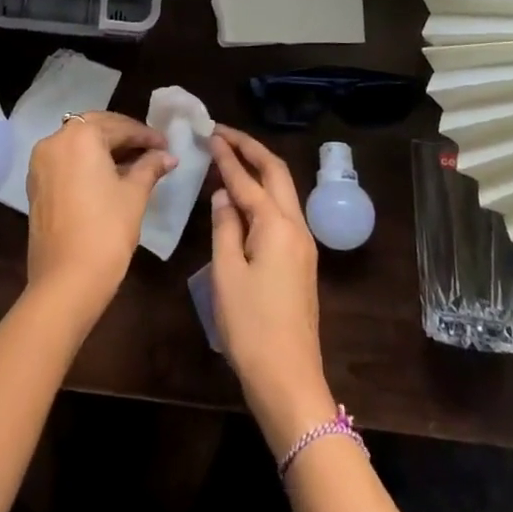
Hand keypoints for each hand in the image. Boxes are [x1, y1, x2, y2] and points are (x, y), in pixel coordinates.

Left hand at [25, 111, 174, 325]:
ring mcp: (40, 163)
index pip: (118, 126)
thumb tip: (167, 156)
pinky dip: (87, 162)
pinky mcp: (36, 184)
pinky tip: (109, 176)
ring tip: (134, 163)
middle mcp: (55, 140)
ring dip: (104, 148)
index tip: (166, 145)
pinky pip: (66, 161)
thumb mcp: (134, 194)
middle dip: (124, 137)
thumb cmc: (106, 230)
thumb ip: (150, 167)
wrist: (66, 280)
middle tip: (151, 149)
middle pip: (94, 128)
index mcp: (79, 136)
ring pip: (78, 144)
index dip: (145, 135)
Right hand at [208, 125, 334, 455]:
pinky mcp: (300, 261)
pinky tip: (243, 197)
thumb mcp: (226, 273)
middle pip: (277, 173)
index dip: (227, 155)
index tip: (209, 133)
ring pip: (283, 191)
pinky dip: (263, 193)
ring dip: (259, 169)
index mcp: (277, 225)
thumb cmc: (251, 326)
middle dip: (251, 149)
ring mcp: (302, 244)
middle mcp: (296, 226)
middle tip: (223, 134)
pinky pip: (282, 212)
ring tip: (231, 156)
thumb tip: (224, 194)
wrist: (288, 378)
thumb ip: (224, 226)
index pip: (248, 179)